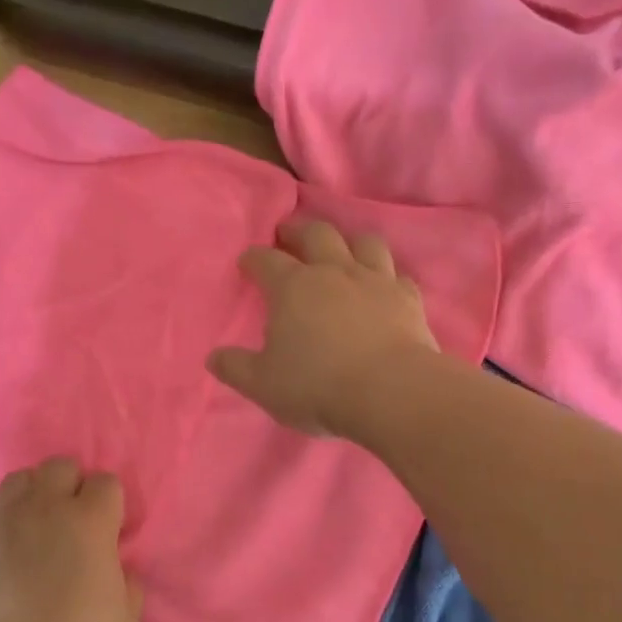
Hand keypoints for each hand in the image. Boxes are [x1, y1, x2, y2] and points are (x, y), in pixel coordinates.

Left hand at [0, 458, 141, 621]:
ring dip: (33, 494)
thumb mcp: (126, 617)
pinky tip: (3, 549)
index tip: (110, 530)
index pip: (106, 482)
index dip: (110, 504)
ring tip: (36, 525)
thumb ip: (128, 581)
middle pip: (60, 466)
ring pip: (19, 479)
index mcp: (90, 519)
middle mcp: (46, 507)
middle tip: (74, 521)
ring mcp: (4, 520)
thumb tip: (117, 566)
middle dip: (71, 485)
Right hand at [208, 219, 438, 437]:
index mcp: (292, 287)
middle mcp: (334, 272)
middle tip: (288, 232)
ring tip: (341, 248)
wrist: (390, 392)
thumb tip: (214, 358)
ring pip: (363, 242)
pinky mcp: (408, 298)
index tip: (247, 262)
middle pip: (316, 234)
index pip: (266, 261)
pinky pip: (396, 274)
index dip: (253, 258)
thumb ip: (235, 368)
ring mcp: (375, 281)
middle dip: (298, 230)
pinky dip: (386, 275)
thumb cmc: (317, 386)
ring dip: (349, 241)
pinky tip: (383, 284)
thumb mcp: (262, 384)